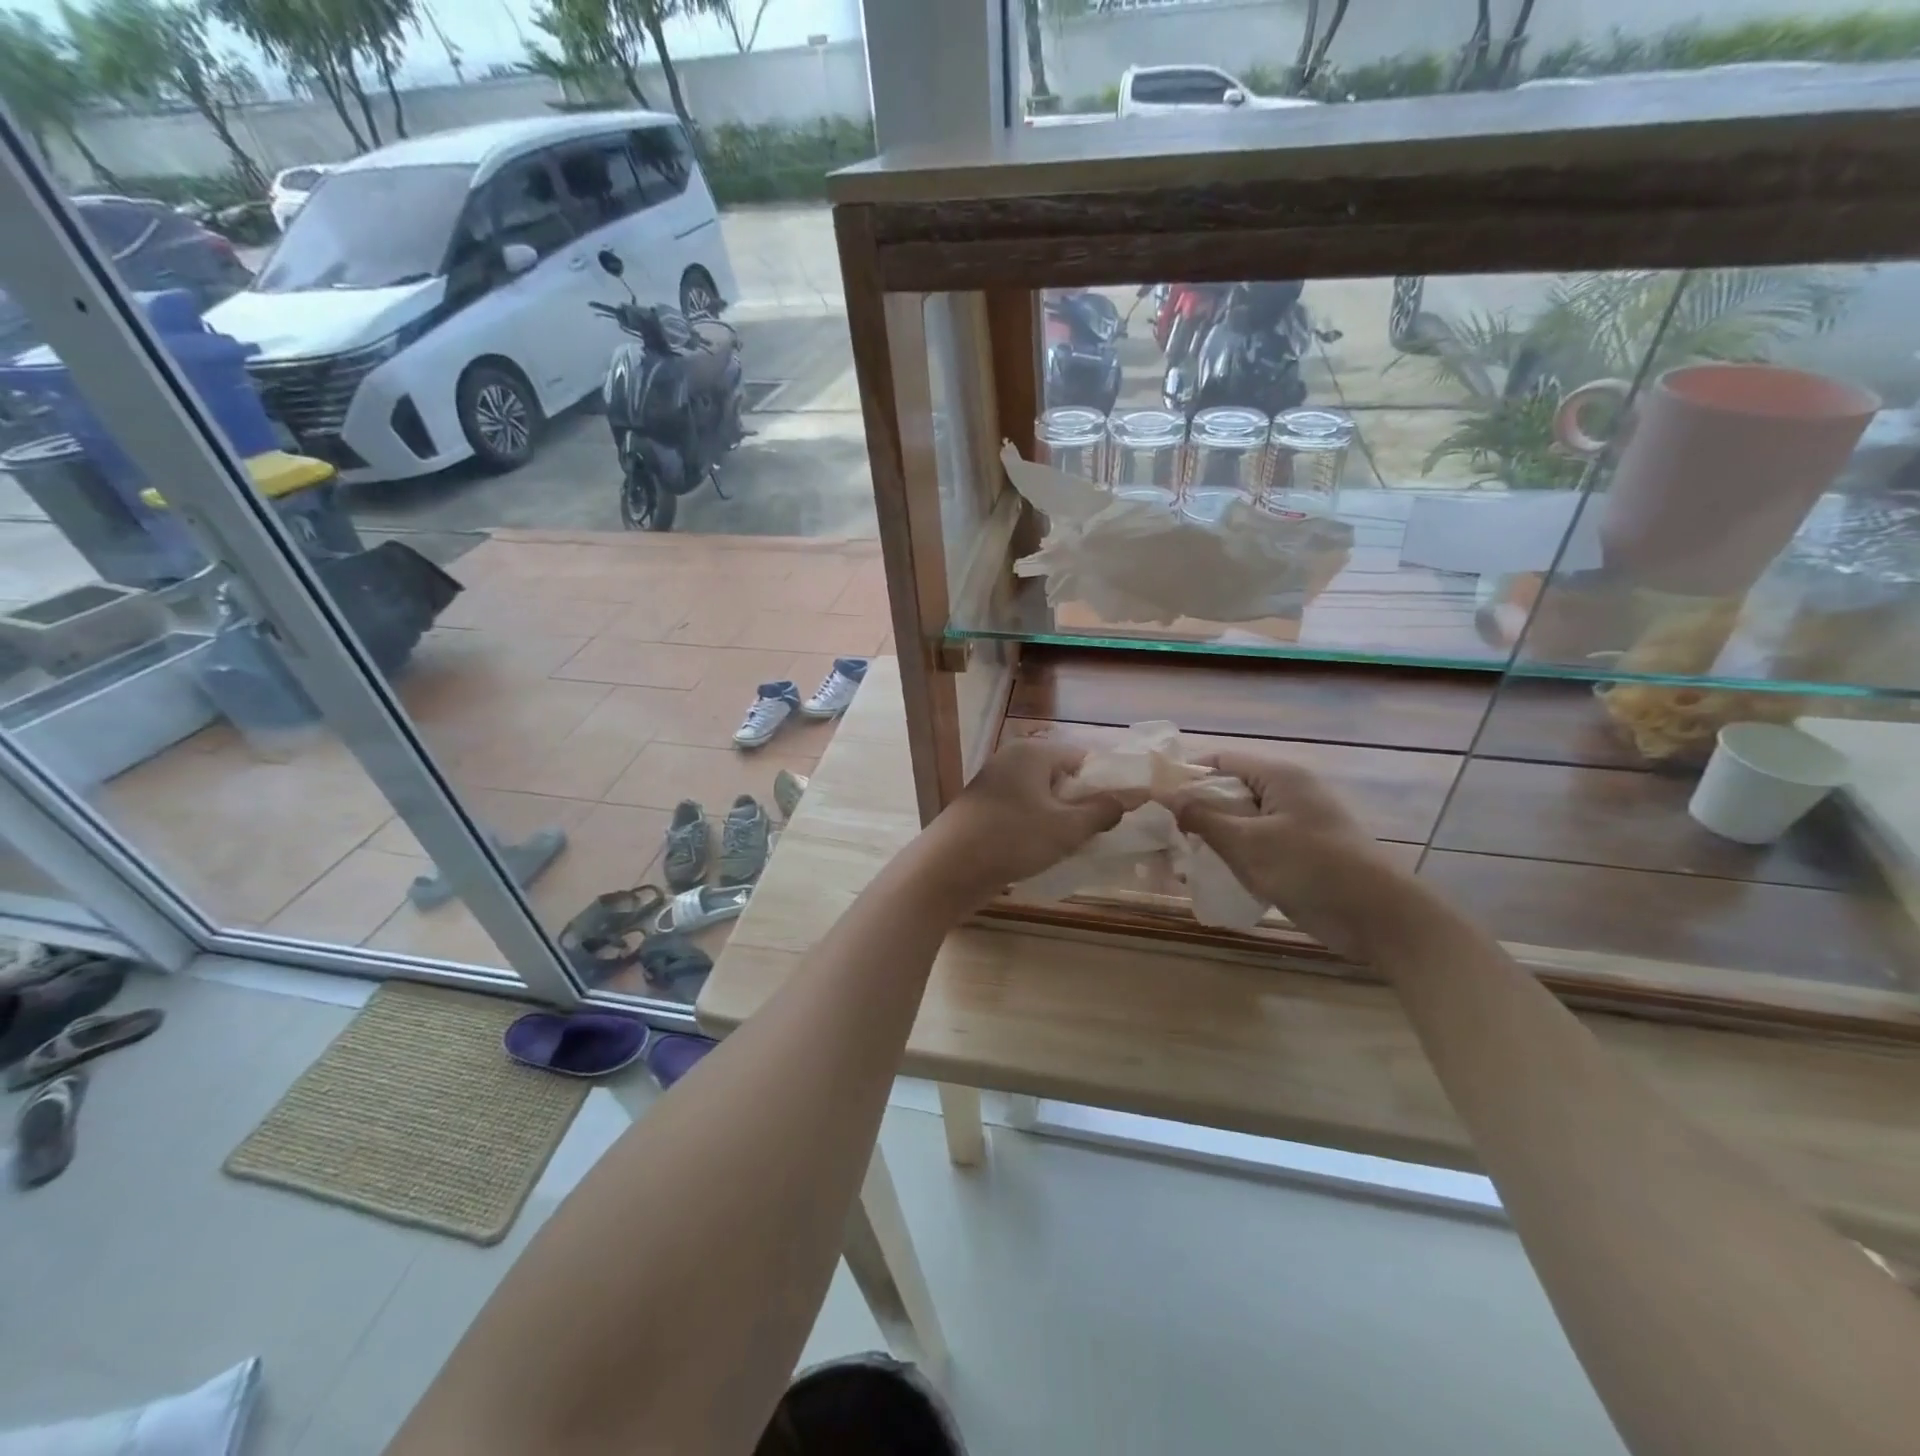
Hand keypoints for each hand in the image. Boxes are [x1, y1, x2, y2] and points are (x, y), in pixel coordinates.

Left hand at [921, 740, 1135, 909]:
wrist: (946, 870)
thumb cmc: (1011, 840)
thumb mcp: (1066, 827)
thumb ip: (1104, 810)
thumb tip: (1136, 794)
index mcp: (1032, 753)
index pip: (1083, 758)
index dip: (1106, 783)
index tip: (1124, 812)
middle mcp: (1012, 761)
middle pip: (1062, 778)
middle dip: (1084, 804)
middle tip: (1104, 834)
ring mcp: (994, 786)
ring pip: (1043, 798)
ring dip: (1062, 820)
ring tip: (1079, 847)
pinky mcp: (984, 811)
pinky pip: (1024, 813)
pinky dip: (1039, 829)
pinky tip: (1048, 853)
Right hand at [1171, 750, 1414, 960]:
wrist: (1379, 917)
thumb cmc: (1311, 868)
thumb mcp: (1248, 842)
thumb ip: (1202, 817)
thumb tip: (1164, 795)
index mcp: (1279, 776)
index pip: (1221, 761)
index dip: (1186, 775)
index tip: (1154, 799)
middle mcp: (1287, 792)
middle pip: (1230, 790)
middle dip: (1196, 809)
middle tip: (1162, 832)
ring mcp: (1296, 823)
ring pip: (1242, 820)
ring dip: (1213, 836)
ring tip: (1179, 855)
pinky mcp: (1301, 852)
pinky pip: (1257, 844)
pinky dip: (1235, 854)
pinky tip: (1211, 874)